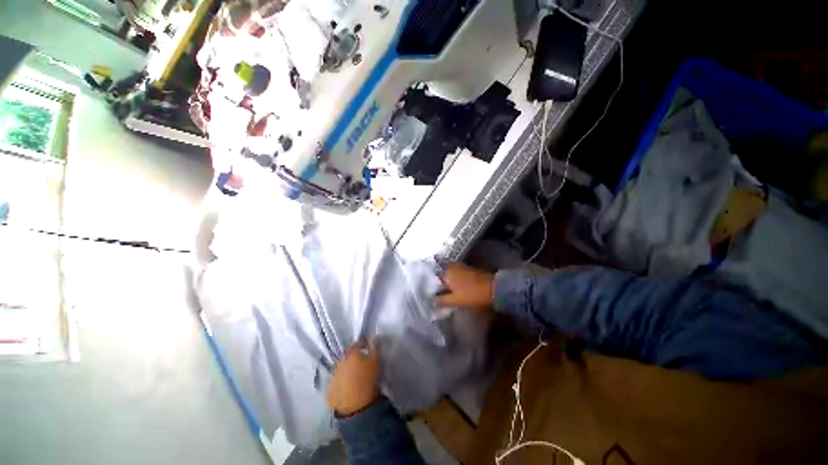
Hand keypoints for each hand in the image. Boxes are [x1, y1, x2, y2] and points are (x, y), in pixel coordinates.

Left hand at [328, 340, 379, 416]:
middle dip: (354, 357)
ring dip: (348, 369)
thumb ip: (374, 347)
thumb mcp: (375, 361)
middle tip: (362, 363)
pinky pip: (337, 381)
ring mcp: (332, 376)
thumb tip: (373, 337)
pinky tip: (350, 386)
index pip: (356, 344)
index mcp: (349, 354)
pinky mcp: (329, 389)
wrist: (357, 407)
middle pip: (347, 356)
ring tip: (356, 376)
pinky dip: (343, 381)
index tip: (369, 348)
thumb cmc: (368, 380)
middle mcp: (338, 362)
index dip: (363, 345)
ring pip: (341, 368)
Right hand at [437, 262, 494, 311]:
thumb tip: (432, 301)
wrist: (493, 288)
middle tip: (440, 295)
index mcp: (446, 273)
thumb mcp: (455, 300)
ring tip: (448, 292)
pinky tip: (457, 288)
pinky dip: (455, 280)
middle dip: (440, 284)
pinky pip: (457, 274)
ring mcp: (461, 266)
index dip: (433, 288)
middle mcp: (451, 266)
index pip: (434, 279)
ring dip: (448, 282)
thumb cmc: (472, 294)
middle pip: (442, 276)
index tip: (434, 296)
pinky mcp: (468, 268)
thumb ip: (441, 300)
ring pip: (449, 274)